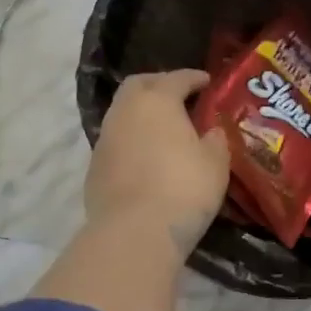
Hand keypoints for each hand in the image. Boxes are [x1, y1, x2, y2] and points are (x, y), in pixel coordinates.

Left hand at [87, 70, 230, 255]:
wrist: (135, 232)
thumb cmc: (184, 188)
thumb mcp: (216, 162)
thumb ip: (215, 139)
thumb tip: (211, 131)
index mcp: (157, 100)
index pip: (177, 78)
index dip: (194, 78)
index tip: (207, 82)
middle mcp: (125, 111)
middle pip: (139, 85)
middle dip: (160, 85)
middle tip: (180, 96)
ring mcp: (105, 139)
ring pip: (123, 113)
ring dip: (143, 114)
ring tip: (164, 128)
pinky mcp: (94, 167)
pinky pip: (116, 141)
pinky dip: (132, 140)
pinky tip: (147, 157)